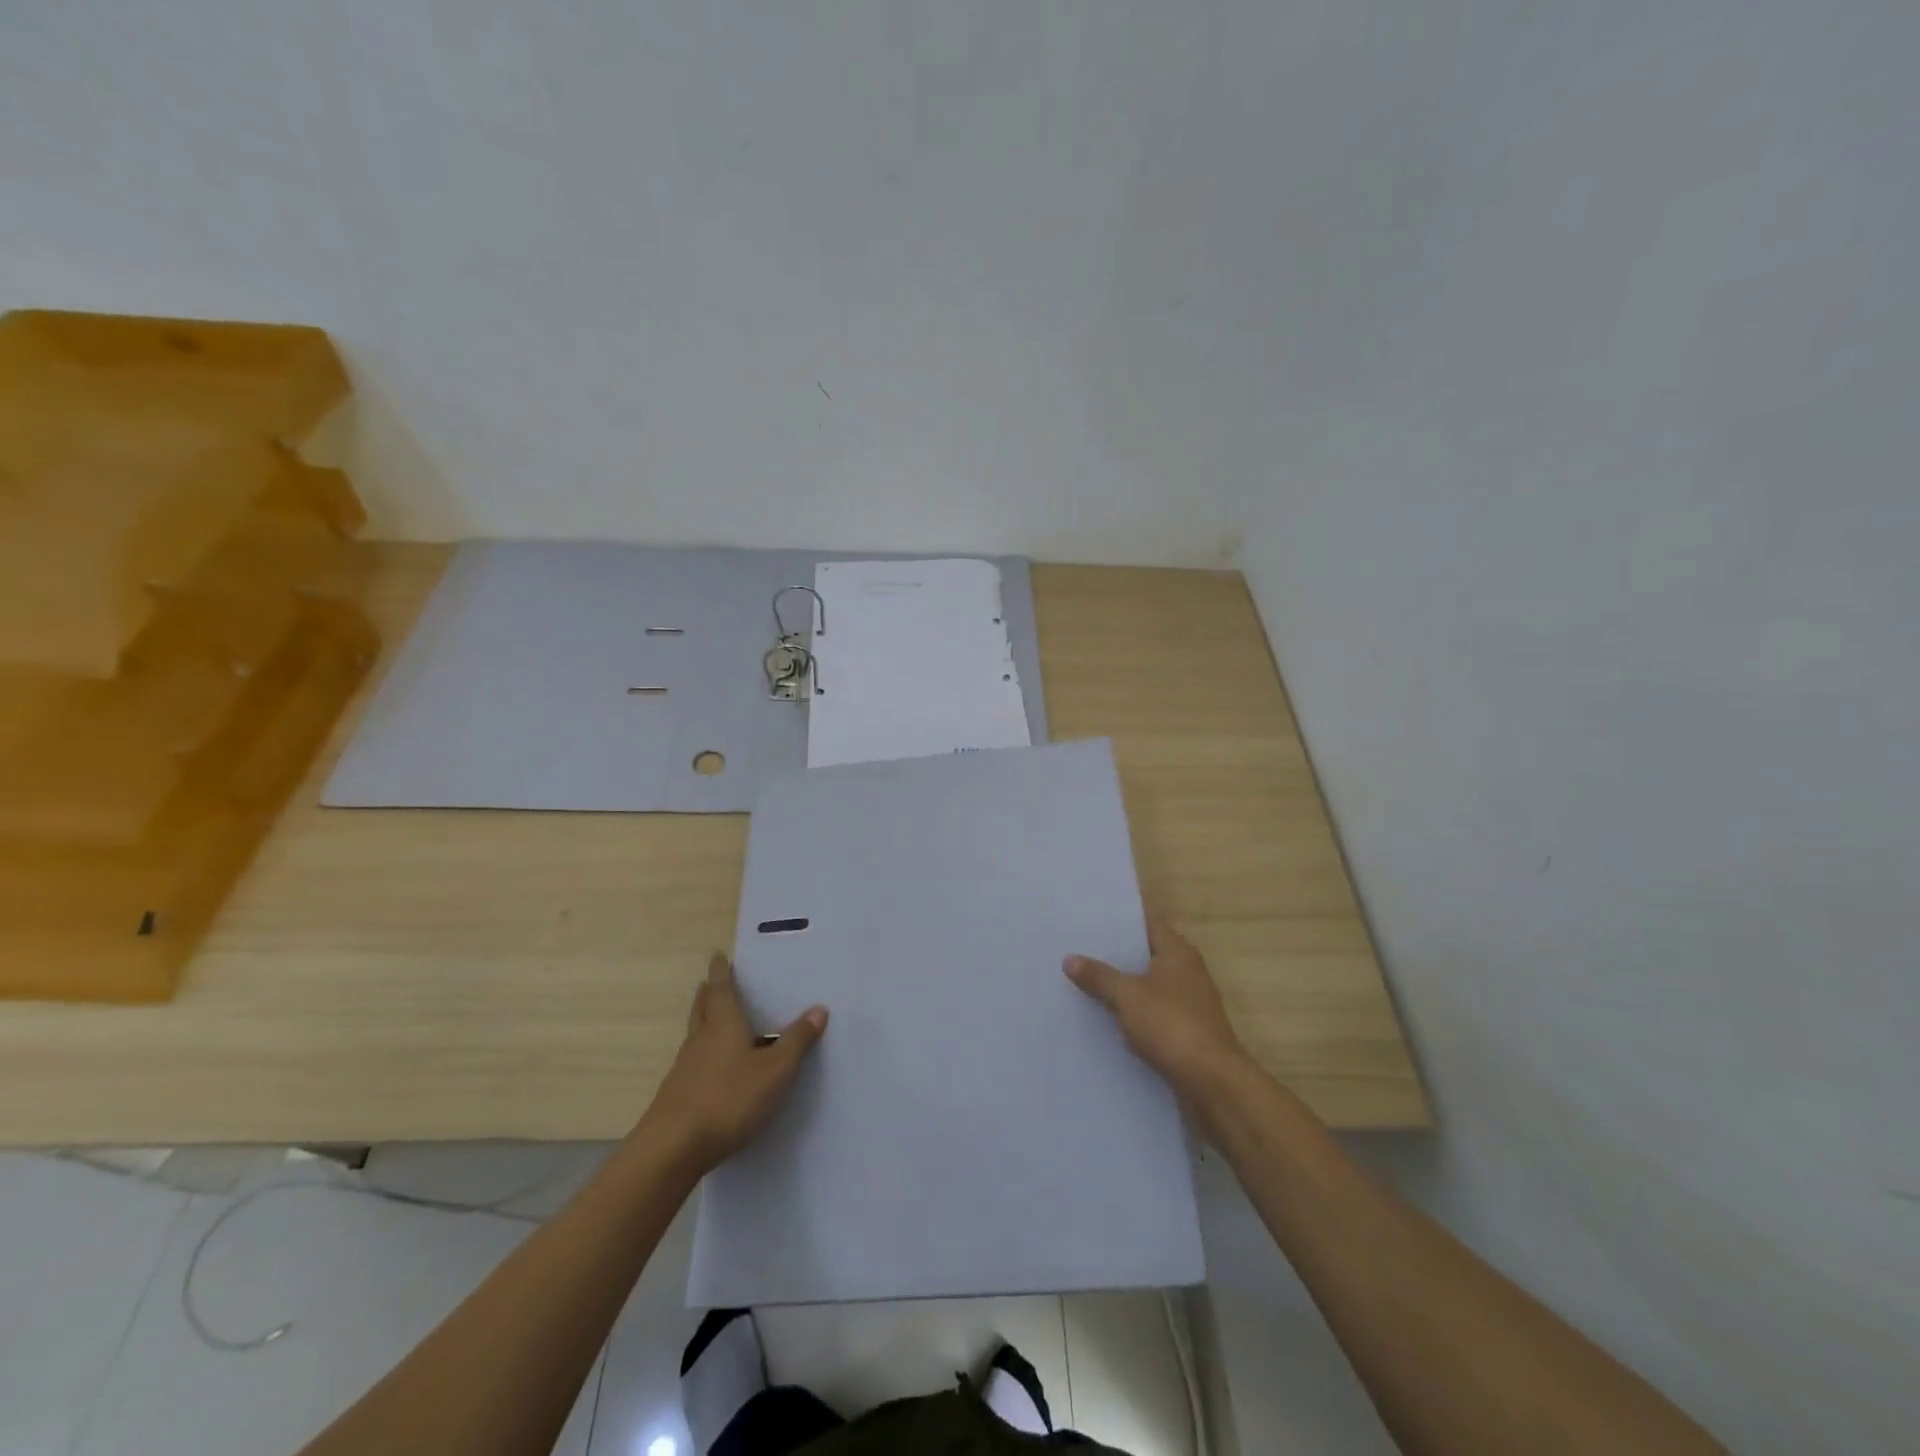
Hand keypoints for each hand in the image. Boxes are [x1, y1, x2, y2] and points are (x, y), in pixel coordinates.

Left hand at [644, 954, 827, 1172]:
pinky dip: (704, 1053)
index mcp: (723, 1024)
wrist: (672, 1148)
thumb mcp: (775, 1071)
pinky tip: (715, 1068)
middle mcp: (701, 1039)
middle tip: (713, 982)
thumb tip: (819, 1008)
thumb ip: (796, 1041)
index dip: (721, 971)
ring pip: (696, 1035)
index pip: (720, 989)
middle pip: (702, 1008)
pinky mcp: (678, 1094)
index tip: (718, 956)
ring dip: (705, 1022)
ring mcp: (685, 1068)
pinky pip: (694, 1062)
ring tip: (718, 1021)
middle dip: (709, 993)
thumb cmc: (729, 1098)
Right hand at [1065, 917, 1249, 1117]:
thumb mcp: (1128, 997)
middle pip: (1144, 954)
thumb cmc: (1172, 1026)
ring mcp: (1187, 1003)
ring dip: (1120, 986)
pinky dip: (1130, 1012)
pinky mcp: (1184, 1032)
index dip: (1118, 919)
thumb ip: (1099, 976)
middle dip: (1113, 954)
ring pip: (1146, 985)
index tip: (1087, 918)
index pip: (1146, 922)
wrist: (1212, 1083)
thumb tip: (1070, 959)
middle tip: (1075, 948)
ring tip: (1081, 980)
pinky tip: (1102, 1017)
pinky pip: (1150, 1013)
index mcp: (1178, 952)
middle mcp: (1186, 972)